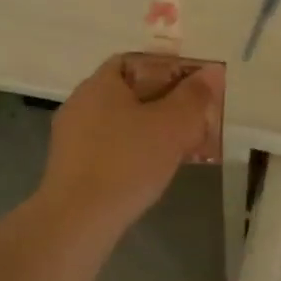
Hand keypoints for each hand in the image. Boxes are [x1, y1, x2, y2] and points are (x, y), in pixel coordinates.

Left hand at [37, 55, 223, 236]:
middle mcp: (80, 102)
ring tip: (179, 148)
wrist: (77, 220)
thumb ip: (193, 96)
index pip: (134, 61)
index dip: (166, 69)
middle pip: (129, 92)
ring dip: (149, 130)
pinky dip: (131, 152)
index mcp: (100, 83)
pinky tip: (149, 171)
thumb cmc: (128, 162)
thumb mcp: (172, 126)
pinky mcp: (70, 166)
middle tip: (193, 121)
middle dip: (163, 103)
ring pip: (119, 122)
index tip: (192, 89)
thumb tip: (210, 72)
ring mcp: (70, 136)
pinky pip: (108, 147)